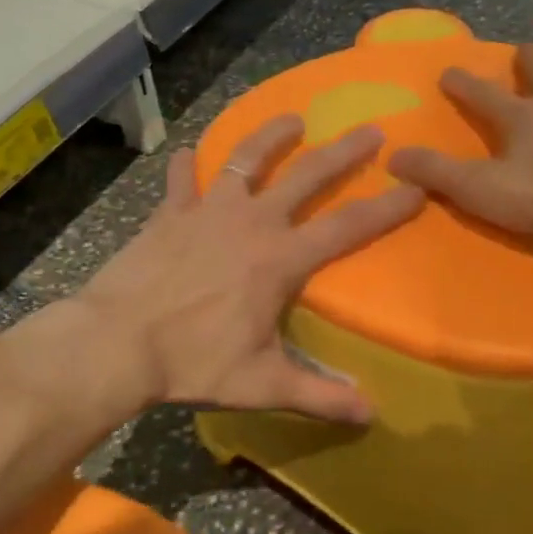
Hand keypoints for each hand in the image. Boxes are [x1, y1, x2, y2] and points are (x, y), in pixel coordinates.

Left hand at [77, 116, 423, 422]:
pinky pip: (180, 178)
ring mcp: (206, 211)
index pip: (348, 227)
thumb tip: (370, 415)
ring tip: (292, 118)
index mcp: (280, 259)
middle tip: (370, 130)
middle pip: (307, 176)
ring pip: (245, 159)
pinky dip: (185, 164)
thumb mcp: (262, 385)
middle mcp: (251, 222)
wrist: (117, 342)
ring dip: (271, 136)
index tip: (415, 188)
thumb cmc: (193, 362)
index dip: (387, 208)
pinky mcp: (168, 214)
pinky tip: (187, 151)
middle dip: (343, 152)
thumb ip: (319, 396)